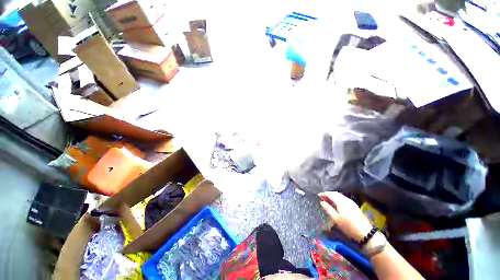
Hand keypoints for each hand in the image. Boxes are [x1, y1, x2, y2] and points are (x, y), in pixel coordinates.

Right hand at [319, 192, 372, 240]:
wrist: (365, 233)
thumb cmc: (348, 226)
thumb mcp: (336, 219)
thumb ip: (328, 209)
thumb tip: (322, 202)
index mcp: (341, 202)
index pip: (330, 194)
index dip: (324, 194)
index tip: (318, 195)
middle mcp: (346, 200)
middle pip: (335, 193)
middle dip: (328, 194)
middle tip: (322, 197)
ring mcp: (351, 202)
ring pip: (340, 196)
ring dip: (333, 196)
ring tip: (328, 200)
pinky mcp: (354, 206)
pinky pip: (343, 198)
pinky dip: (338, 198)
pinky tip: (336, 203)